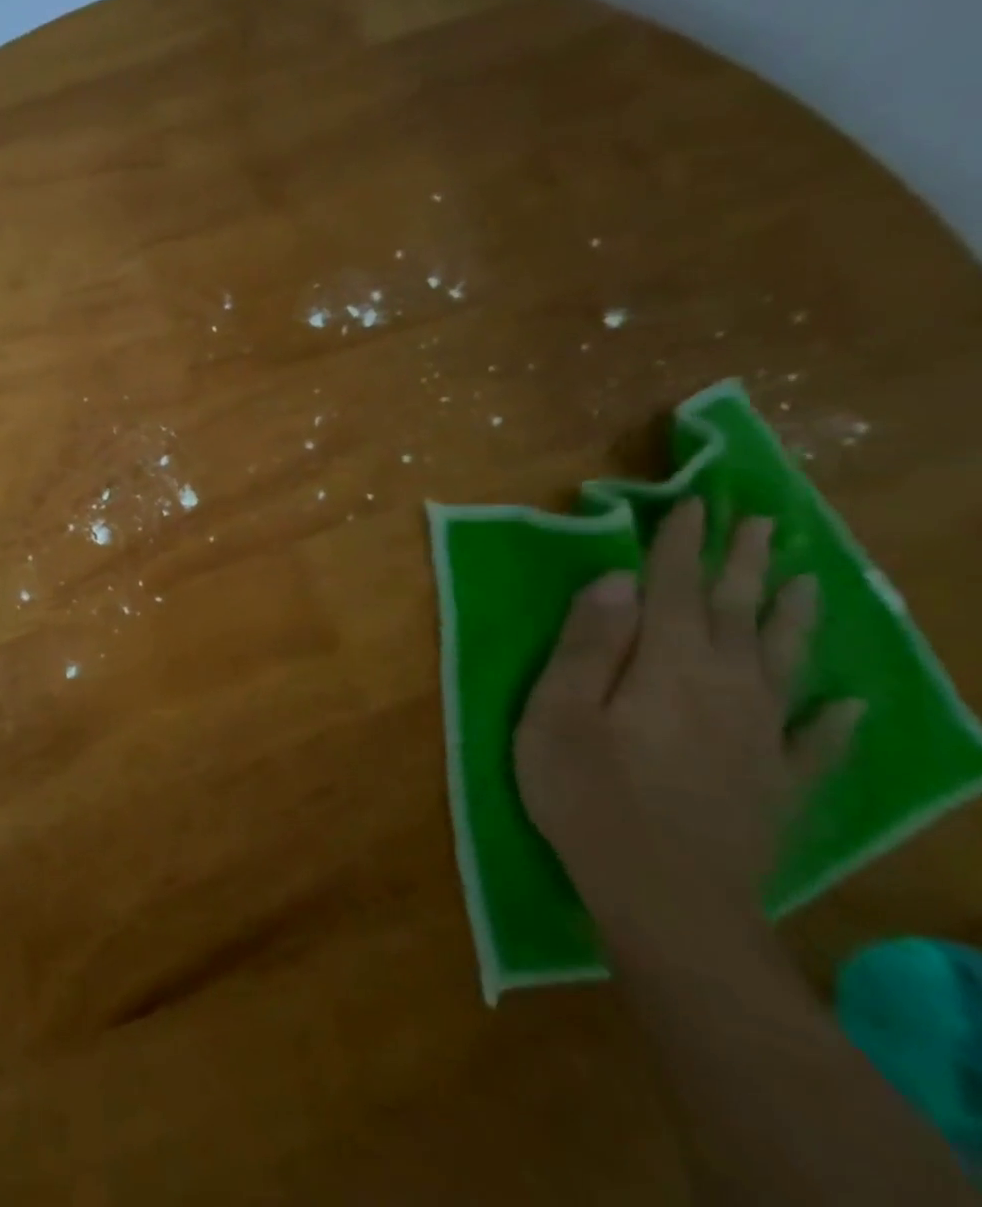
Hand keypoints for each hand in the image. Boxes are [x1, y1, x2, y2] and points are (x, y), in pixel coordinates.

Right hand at [514, 499, 863, 930]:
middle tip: (763, 523)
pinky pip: (814, 743)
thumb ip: (589, 644)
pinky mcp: (776, 785)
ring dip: (793, 620)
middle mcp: (727, 689)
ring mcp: (761, 739)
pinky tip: (845, 704)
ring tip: (807, 584)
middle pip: (737, 615)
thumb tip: (618, 580)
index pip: (677, 590)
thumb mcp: (559, 712)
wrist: (665, 899)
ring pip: (782, 665)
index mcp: (669, 666)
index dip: (682, 547)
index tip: (693, 505)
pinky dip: (831, 721)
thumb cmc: (587, 794)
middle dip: (745, 567)